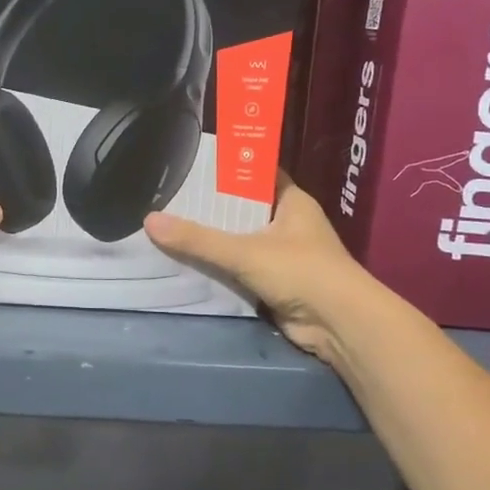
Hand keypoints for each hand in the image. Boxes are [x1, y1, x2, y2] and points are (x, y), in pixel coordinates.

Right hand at [143, 176, 365, 365]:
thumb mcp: (244, 251)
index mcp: (291, 201)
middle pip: (244, 208)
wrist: (340, 325)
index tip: (194, 164)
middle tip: (171, 198)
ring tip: (171, 226)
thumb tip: (149, 221)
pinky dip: (220, 268)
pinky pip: (241, 269)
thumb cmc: (301, 271)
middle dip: (212, 207)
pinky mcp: (276, 283)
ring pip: (241, 240)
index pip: (256, 174)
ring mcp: (284, 254)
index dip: (228, 168)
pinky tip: (188, 262)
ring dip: (214, 240)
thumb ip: (197, 239)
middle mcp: (289, 223)